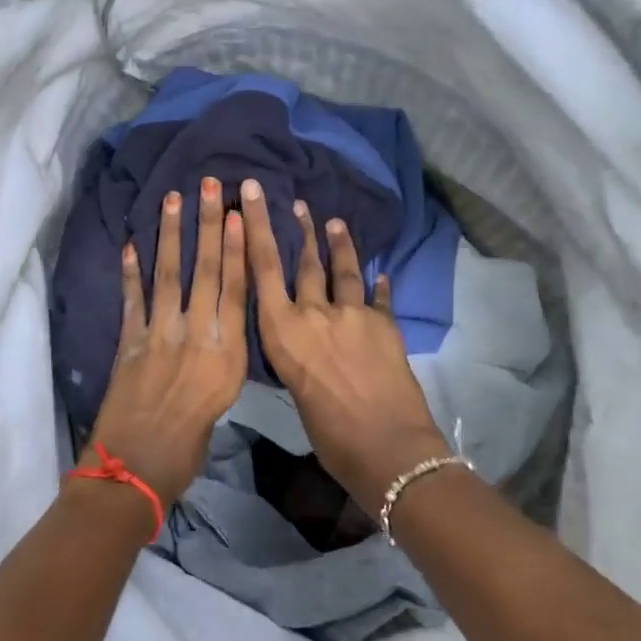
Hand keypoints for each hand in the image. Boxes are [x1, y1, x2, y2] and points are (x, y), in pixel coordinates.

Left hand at [85, 177, 247, 504]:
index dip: (236, 248)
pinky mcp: (128, 341)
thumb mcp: (222, 402)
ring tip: (174, 199)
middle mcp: (196, 332)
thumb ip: (222, 362)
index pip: (234, 288)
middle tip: (209, 186)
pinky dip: (130, 272)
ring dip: (171, 234)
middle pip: (205, 270)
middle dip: (208, 225)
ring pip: (169, 274)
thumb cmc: (188, 446)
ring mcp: (159, 333)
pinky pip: (131, 299)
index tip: (237, 214)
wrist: (137, 467)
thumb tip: (219, 337)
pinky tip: (130, 244)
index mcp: (226, 350)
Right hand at [240, 178, 446, 514]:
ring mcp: (353, 315)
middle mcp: (314, 313)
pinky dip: (378, 284)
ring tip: (335, 222)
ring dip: (339, 244)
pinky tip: (381, 272)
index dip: (256, 226)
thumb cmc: (329, 434)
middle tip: (296, 202)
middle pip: (304, 261)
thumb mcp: (295, 388)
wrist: (387, 448)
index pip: (262, 267)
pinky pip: (378, 297)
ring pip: (343, 270)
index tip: (253, 193)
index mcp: (282, 331)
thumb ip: (296, 354)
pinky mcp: (385, 324)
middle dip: (298, 227)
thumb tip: (304, 343)